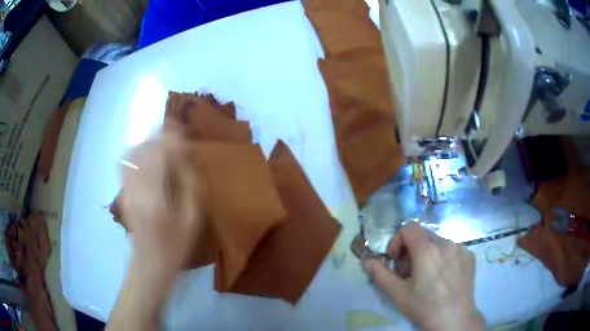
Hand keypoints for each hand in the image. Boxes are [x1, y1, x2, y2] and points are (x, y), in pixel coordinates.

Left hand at [121, 133, 203, 274]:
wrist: (149, 264)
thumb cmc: (175, 246)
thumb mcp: (192, 220)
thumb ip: (191, 186)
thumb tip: (188, 159)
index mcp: (155, 197)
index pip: (158, 155)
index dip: (171, 138)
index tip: (183, 131)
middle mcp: (135, 189)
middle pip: (142, 149)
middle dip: (158, 135)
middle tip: (174, 133)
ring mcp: (126, 190)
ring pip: (131, 153)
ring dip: (147, 142)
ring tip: (161, 143)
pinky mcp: (123, 192)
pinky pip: (125, 163)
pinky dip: (137, 152)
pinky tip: (148, 157)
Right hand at [363, 221, 484, 330]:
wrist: (454, 318)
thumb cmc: (424, 307)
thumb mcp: (397, 294)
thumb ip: (380, 275)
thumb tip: (366, 261)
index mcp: (427, 250)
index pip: (409, 228)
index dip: (397, 241)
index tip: (395, 260)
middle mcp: (446, 243)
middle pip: (423, 236)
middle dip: (411, 250)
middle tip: (409, 272)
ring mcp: (460, 248)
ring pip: (438, 243)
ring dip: (428, 254)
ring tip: (427, 277)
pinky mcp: (469, 255)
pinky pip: (452, 249)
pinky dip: (443, 258)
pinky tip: (443, 277)